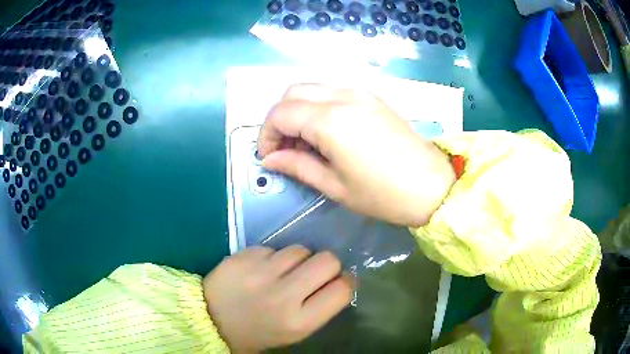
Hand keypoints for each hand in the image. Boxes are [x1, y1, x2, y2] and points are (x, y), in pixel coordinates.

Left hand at [203, 245, 352, 351]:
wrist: (211, 320)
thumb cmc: (258, 331)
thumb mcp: (295, 331)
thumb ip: (319, 308)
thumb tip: (339, 279)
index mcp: (299, 321)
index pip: (342, 290)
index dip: (345, 281)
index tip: (337, 280)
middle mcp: (283, 296)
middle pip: (327, 260)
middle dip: (327, 264)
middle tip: (313, 272)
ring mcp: (261, 273)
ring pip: (300, 249)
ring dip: (297, 259)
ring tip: (282, 271)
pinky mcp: (244, 256)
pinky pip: (273, 247)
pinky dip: (272, 257)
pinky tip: (260, 269)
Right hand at [258, 84, 454, 226]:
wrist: (433, 186)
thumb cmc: (384, 194)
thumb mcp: (335, 186)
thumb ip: (297, 166)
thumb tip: (270, 159)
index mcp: (331, 120)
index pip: (280, 113)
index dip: (266, 135)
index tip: (269, 158)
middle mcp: (342, 96)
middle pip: (292, 93)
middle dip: (279, 119)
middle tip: (285, 149)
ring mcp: (360, 93)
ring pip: (312, 88)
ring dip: (298, 110)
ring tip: (305, 143)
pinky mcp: (372, 97)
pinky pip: (332, 91)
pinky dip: (318, 106)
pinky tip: (326, 132)